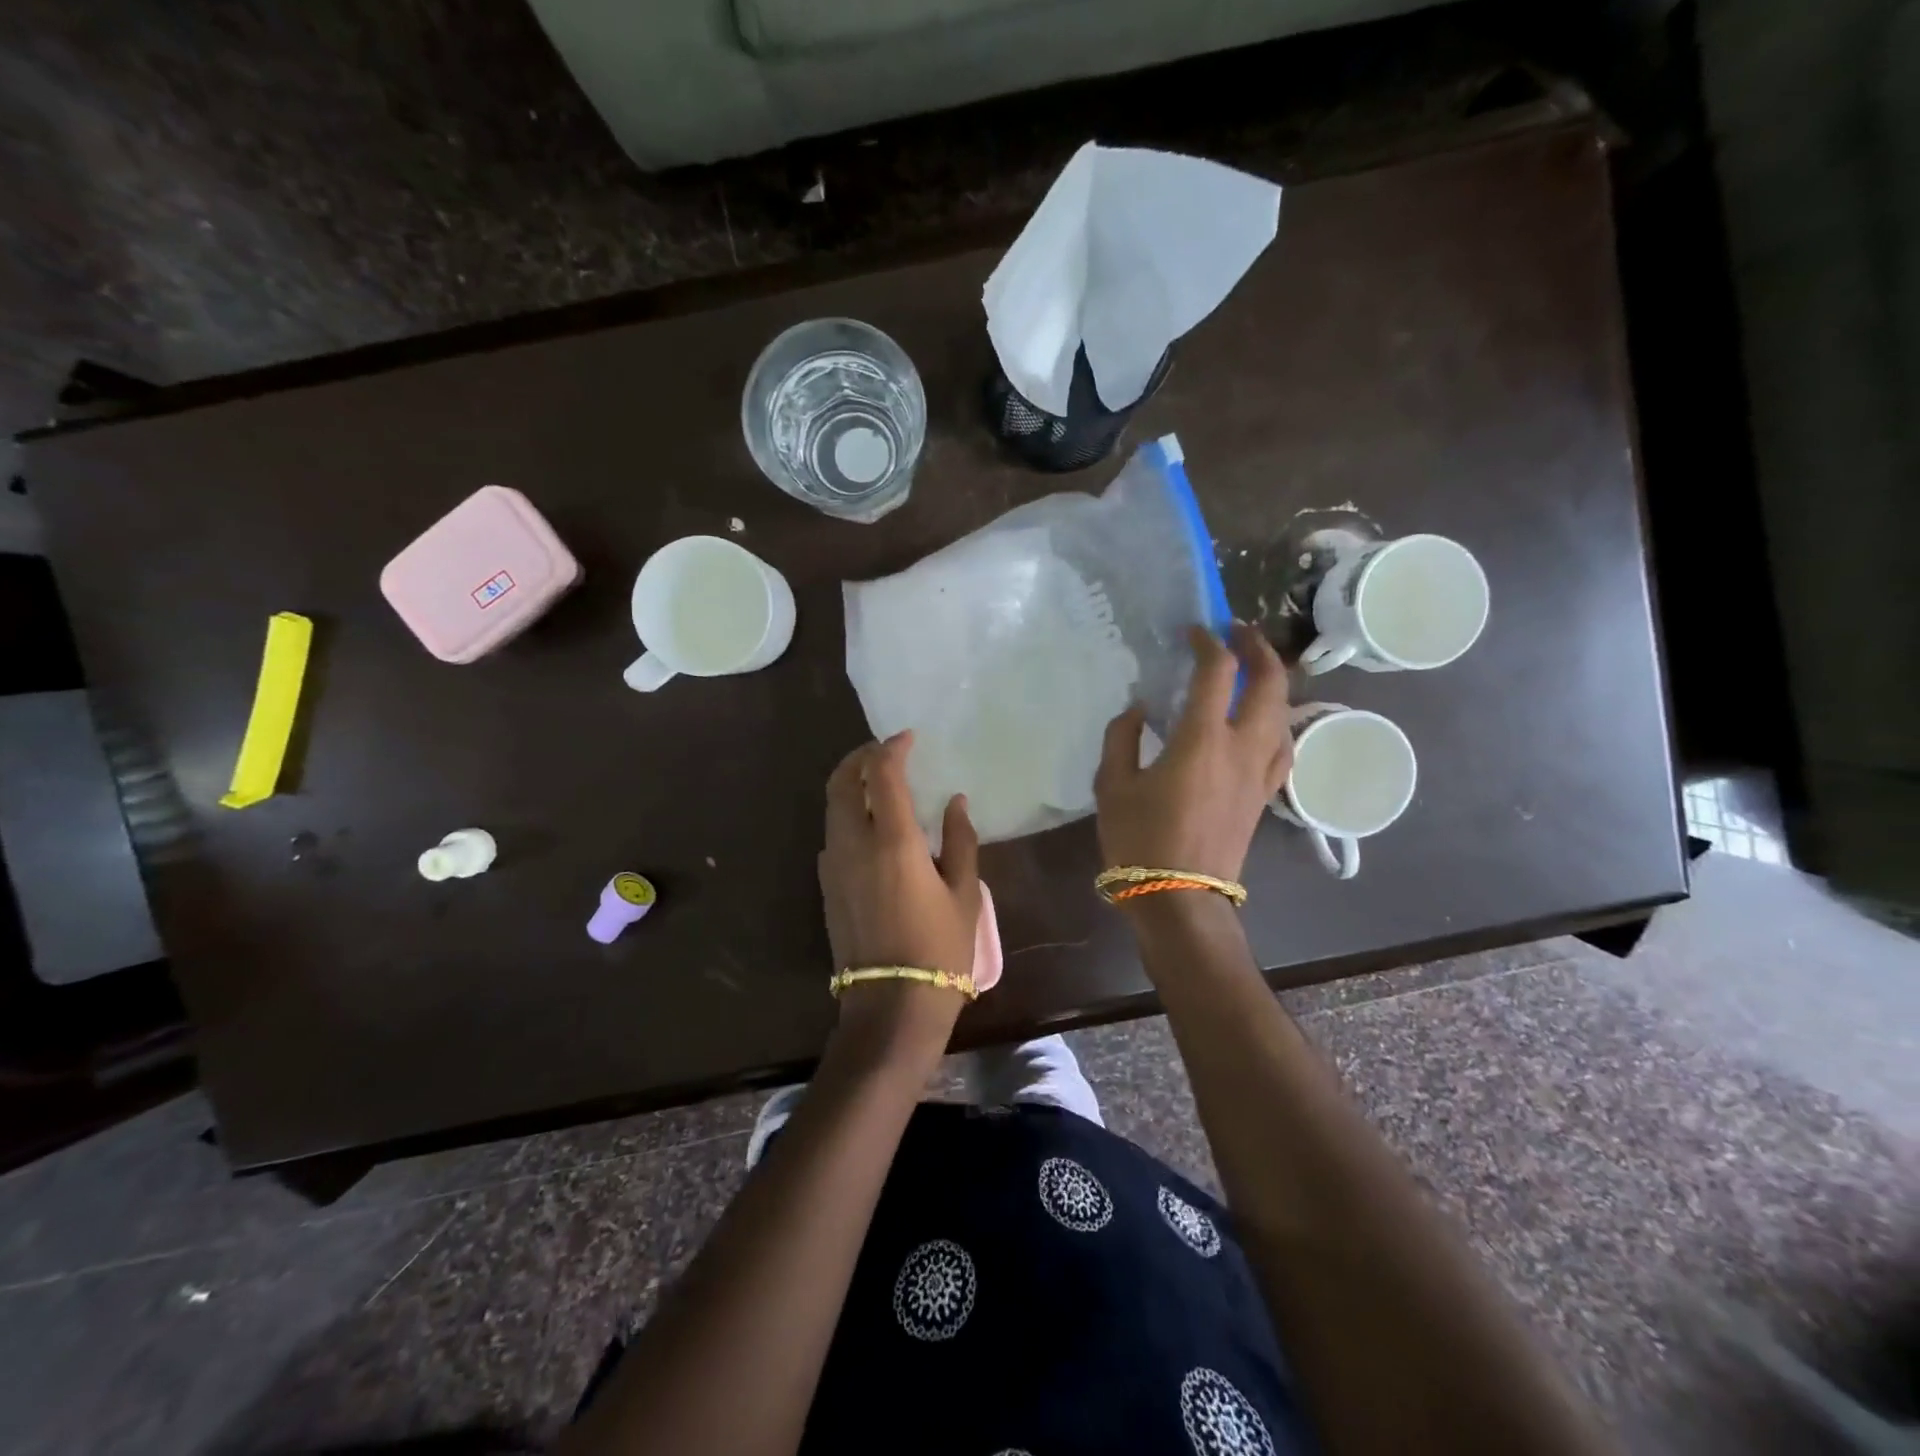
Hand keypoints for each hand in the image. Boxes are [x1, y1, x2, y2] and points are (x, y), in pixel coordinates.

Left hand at [819, 731, 980, 1071]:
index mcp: (892, 842)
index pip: (881, 775)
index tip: (907, 737)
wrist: (892, 1005)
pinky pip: (831, 834)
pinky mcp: (827, 887)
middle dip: (859, 758)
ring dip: (848, 784)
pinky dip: (845, 813)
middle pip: (840, 783)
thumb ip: (960, 840)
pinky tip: (870, 824)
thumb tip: (955, 802)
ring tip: (877, 782)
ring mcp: (834, 867)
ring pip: (830, 808)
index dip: (892, 748)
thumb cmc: (940, 949)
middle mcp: (854, 845)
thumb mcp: (964, 893)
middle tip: (883, 750)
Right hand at [1094, 623, 1290, 884]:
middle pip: (1270, 683)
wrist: (1180, 899)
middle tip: (1239, 632)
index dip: (1209, 642)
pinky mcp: (1264, 795)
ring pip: (1284, 713)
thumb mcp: (1112, 785)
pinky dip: (1277, 721)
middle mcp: (1241, 747)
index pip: (1218, 672)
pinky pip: (1282, 745)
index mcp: (1202, 739)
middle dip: (1258, 649)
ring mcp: (1259, 772)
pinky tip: (1263, 721)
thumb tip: (1139, 710)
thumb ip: (1122, 738)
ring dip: (1274, 682)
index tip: (1194, 630)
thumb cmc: (1140, 840)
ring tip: (1255, 669)